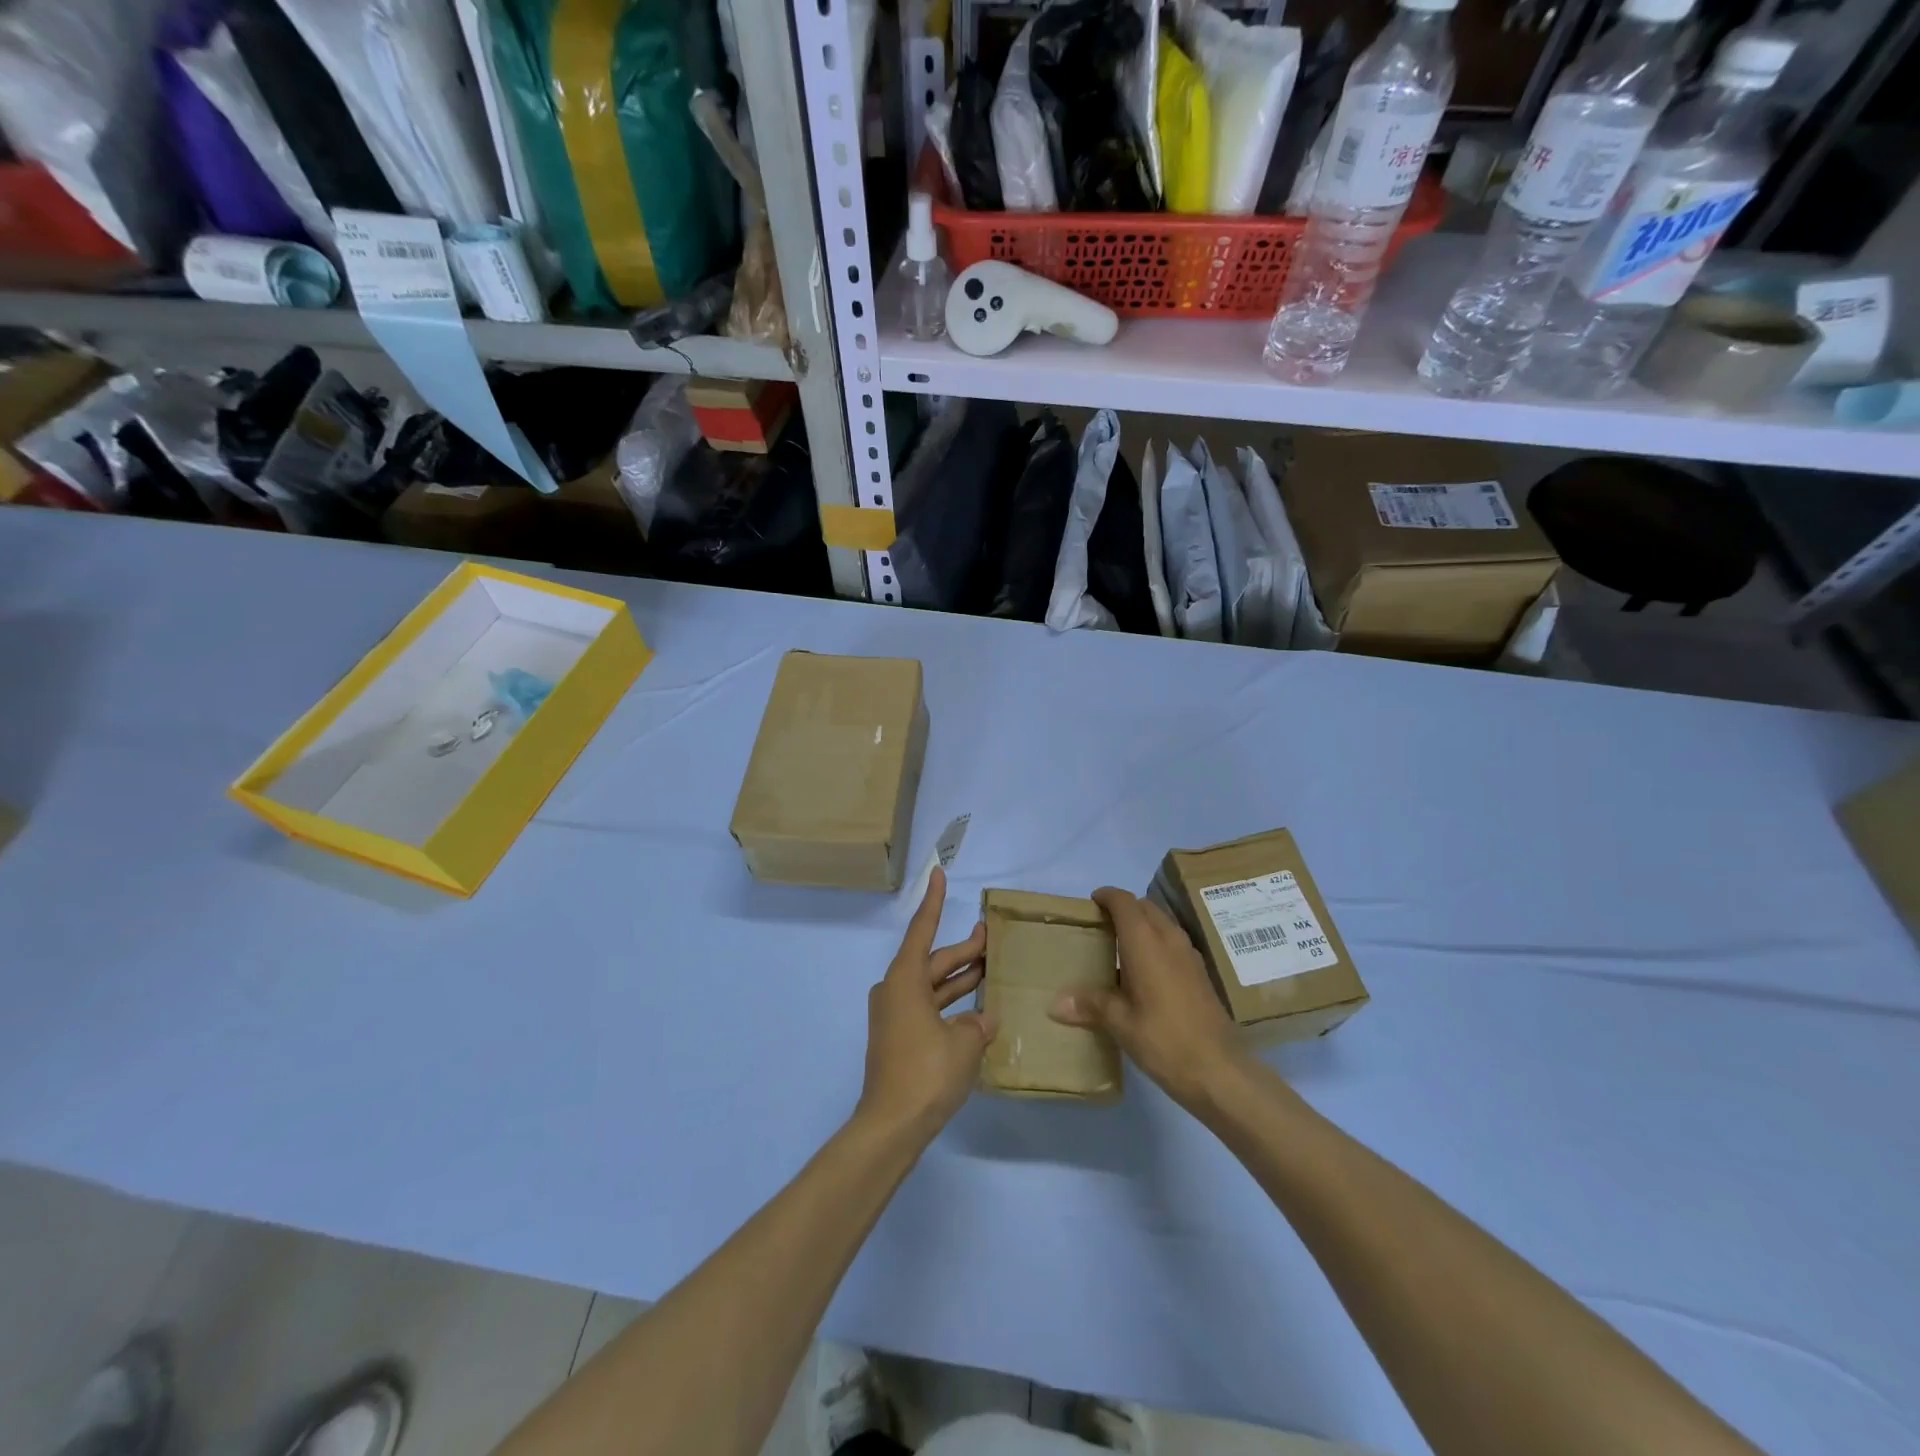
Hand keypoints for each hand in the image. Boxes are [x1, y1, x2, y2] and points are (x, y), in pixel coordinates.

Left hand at [856, 867, 994, 1140]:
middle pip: (932, 961)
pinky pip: (929, 1008)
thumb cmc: (926, 1072)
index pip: (922, 930)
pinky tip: (978, 1009)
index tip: (938, 874)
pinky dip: (951, 1004)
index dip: (933, 902)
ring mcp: (895, 1016)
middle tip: (990, 936)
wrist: (892, 1126)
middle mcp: (895, 991)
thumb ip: (976, 1024)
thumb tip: (980, 1022)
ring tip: (990, 966)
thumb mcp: (964, 1044)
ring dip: (959, 978)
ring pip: (932, 986)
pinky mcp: (900, 1039)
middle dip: (962, 950)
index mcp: (904, 980)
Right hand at [1051, 887, 1247, 1112]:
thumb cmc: (1164, 1040)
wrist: (1219, 1070)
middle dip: (1123, 909)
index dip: (1106, 896)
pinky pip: (1173, 942)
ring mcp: (1189, 955)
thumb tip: (1056, 1003)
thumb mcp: (1120, 1023)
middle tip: (1100, 927)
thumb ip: (1090, 1004)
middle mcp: (1169, 939)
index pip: (1124, 901)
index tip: (1090, 904)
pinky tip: (1144, 973)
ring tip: (1119, 948)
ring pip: (1162, 923)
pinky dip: (1156, 943)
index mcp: (1146, 942)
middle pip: (1145, 907)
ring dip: (1142, 925)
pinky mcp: (1200, 972)